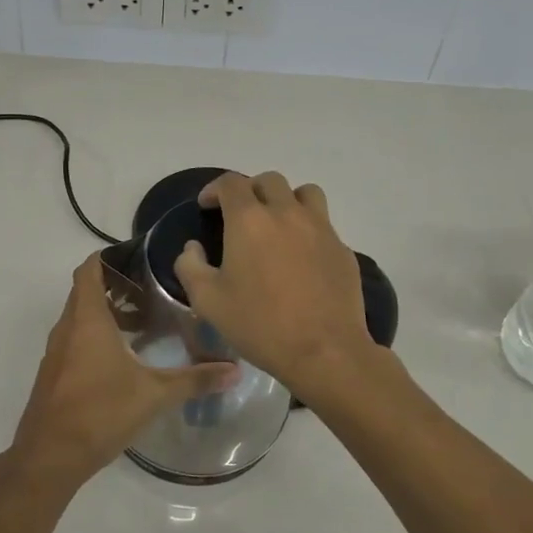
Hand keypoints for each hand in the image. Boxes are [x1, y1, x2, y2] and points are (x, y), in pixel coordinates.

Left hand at [8, 255, 235, 493]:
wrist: (49, 456)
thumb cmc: (100, 412)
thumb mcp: (154, 395)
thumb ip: (195, 380)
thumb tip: (235, 370)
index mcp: (87, 319)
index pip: (89, 269)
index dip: (110, 257)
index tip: (139, 258)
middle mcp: (67, 328)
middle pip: (86, 290)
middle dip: (116, 285)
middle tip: (152, 289)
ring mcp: (57, 352)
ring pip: (80, 317)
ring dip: (107, 313)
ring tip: (144, 323)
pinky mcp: (55, 373)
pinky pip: (75, 340)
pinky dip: (96, 336)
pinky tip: (123, 358)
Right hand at [173, 171, 376, 396]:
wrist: (324, 351)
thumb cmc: (259, 323)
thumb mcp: (207, 301)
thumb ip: (190, 266)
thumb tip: (193, 248)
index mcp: (249, 220)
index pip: (230, 183)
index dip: (214, 189)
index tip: (207, 206)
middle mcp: (286, 213)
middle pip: (269, 181)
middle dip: (250, 190)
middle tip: (240, 215)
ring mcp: (320, 228)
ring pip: (305, 193)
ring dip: (286, 200)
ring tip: (278, 223)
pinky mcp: (342, 248)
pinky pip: (323, 223)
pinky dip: (308, 228)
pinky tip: (301, 256)